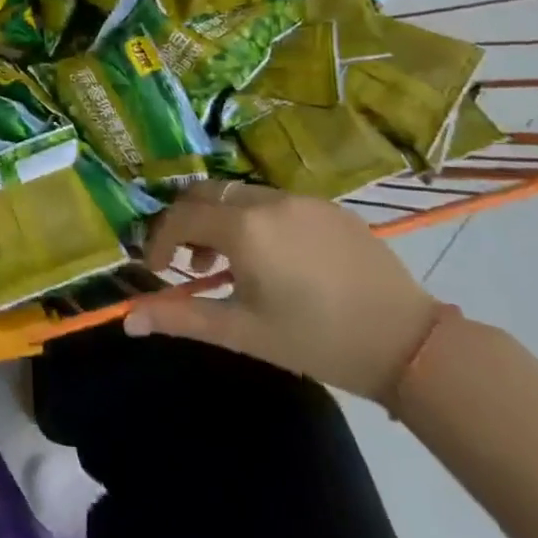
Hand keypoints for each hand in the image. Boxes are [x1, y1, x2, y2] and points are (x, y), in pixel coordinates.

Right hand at [123, 180, 440, 398]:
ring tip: (233, 264)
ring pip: (240, 195)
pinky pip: (275, 202)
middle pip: (205, 194)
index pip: (179, 217)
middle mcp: (268, 201)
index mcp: (243, 228)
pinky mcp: (330, 207)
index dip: (159, 241)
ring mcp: (302, 199)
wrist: (409, 343)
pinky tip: (276, 259)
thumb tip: (127, 321)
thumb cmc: (316, 340)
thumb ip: (180, 318)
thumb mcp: (242, 331)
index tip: (158, 271)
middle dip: (186, 222)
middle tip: (191, 262)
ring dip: (221, 220)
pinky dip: (256, 220)